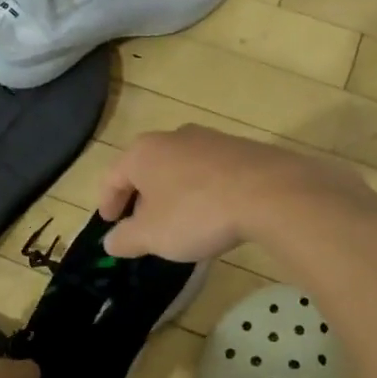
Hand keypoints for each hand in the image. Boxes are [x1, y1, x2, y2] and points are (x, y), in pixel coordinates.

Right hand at [97, 125, 358, 262]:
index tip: (109, 222)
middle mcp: (174, 137)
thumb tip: (111, 241)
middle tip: (142, 223)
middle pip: (147, 167)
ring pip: (180, 167)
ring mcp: (211, 139)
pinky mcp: (242, 149)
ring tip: (178, 220)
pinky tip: (212, 212)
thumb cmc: (197, 213)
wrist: (269, 192)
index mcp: (144, 152)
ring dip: (173, 192)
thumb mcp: (153, 235)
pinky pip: (210, 172)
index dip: (107, 201)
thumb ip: (126, 238)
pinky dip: (202, 190)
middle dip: (142, 196)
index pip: (113, 176)